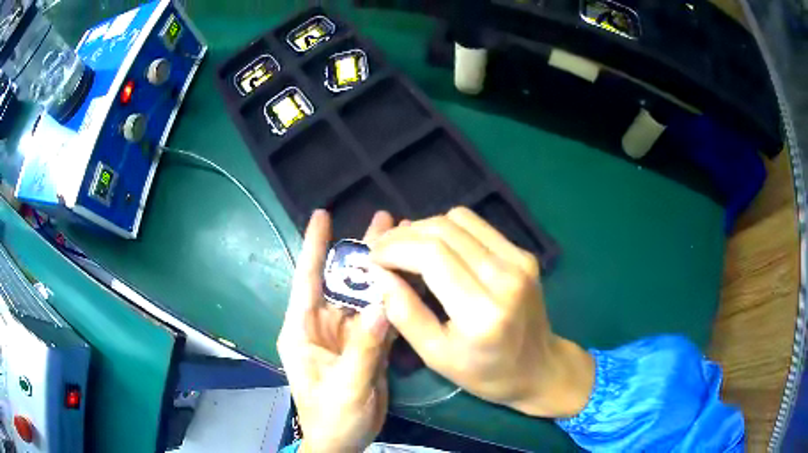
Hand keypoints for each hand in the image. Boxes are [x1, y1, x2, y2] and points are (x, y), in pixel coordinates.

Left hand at [277, 210, 394, 452]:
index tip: (323, 215)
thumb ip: (364, 349)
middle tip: (386, 221)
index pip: (306, 281)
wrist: (343, 442)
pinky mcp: (365, 346)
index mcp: (303, 331)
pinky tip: (410, 281)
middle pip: (342, 282)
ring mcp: (346, 335)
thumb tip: (384, 305)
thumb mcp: (345, 387)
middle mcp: (322, 326)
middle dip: (361, 251)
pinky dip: (393, 299)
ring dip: (381, 271)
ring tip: (403, 241)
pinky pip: (380, 317)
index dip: (314, 247)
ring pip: (364, 296)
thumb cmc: (331, 418)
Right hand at [372, 207, 594, 417]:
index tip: (372, 257)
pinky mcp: (524, 254)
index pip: (431, 255)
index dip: (395, 248)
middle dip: (404, 235)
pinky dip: (448, 230)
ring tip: (406, 248)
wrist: (539, 367)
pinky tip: (437, 248)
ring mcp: (519, 260)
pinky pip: (477, 225)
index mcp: (482, 312)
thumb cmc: (485, 373)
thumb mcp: (436, 356)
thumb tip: (380, 274)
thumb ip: (404, 313)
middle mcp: (505, 277)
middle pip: (443, 230)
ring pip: (459, 219)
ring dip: (424, 228)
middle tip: (382, 249)